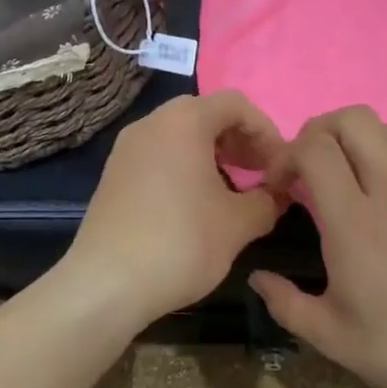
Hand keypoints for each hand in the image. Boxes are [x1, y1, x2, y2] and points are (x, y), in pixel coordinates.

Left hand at [62, 90, 288, 324]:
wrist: (106, 284)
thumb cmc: (181, 242)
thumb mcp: (239, 223)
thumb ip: (268, 200)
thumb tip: (278, 194)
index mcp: (184, 121)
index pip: (235, 104)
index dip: (266, 130)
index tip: (280, 166)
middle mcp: (151, 124)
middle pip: (205, 115)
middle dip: (239, 140)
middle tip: (260, 174)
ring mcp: (127, 149)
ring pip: (180, 136)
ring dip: (213, 155)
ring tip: (233, 191)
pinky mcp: (114, 175)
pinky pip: (159, 156)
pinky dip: (185, 168)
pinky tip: (197, 205)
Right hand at [251, 106, 386, 387]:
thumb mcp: (329, 336)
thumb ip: (283, 301)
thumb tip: (258, 277)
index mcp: (355, 222)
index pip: (314, 148)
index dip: (286, 156)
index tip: (279, 186)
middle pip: (353, 119)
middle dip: (318, 131)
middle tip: (307, 168)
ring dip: (354, 141)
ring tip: (345, 177)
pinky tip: (385, 193)